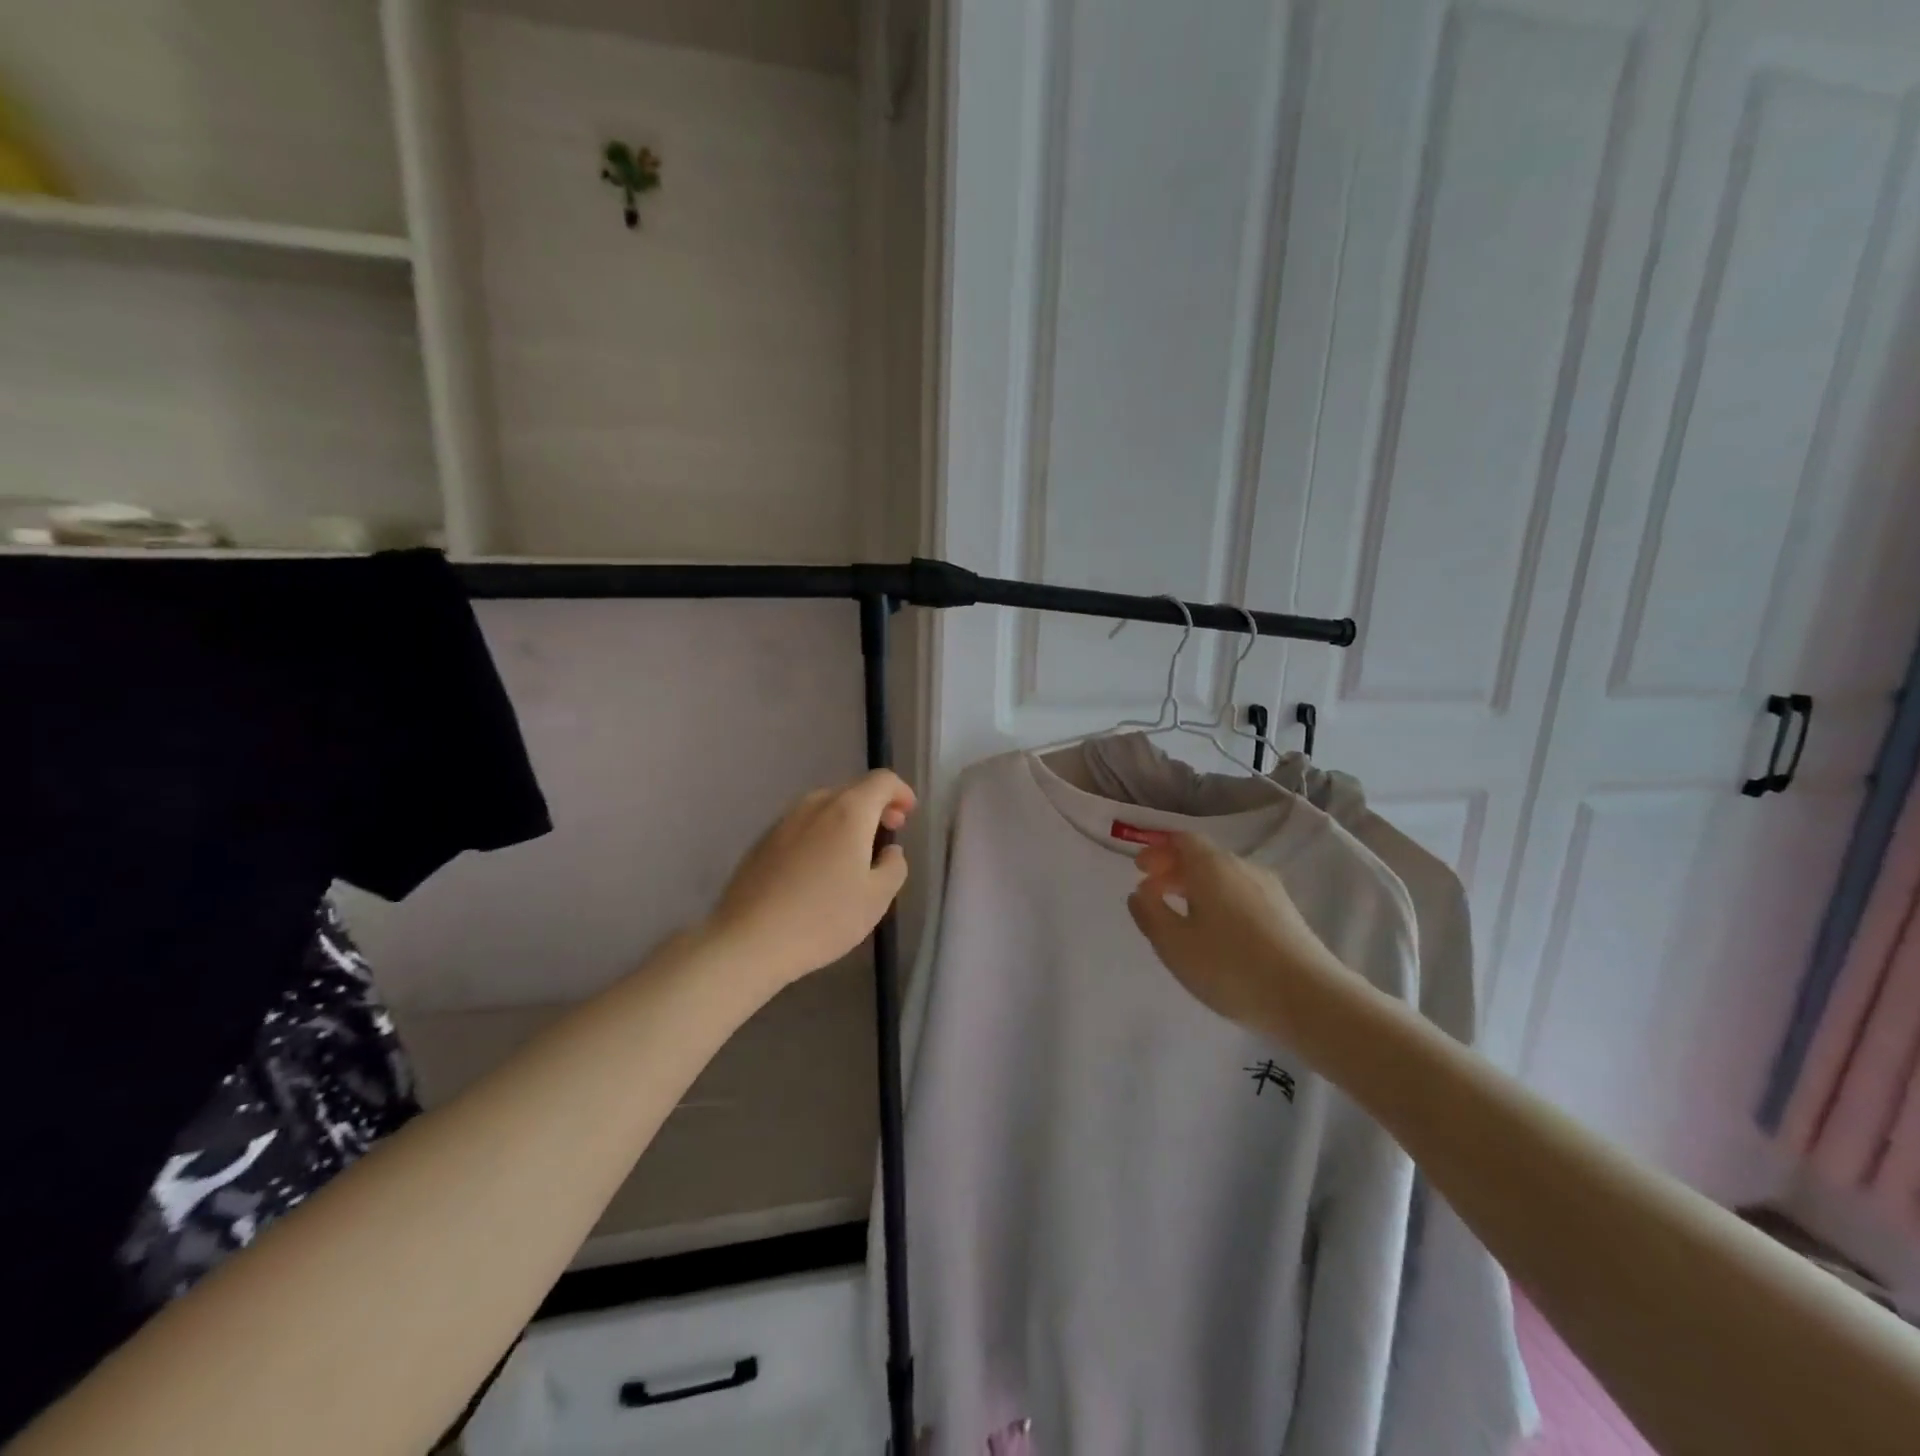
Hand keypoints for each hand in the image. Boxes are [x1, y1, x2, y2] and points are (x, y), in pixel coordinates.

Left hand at [706, 769, 916, 989]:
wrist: (749, 941)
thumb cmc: (823, 918)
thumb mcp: (877, 898)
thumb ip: (894, 866)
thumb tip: (889, 850)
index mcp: (848, 811)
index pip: (882, 780)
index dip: (900, 792)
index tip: (908, 814)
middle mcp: (814, 805)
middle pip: (852, 790)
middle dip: (875, 806)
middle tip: (887, 834)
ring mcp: (784, 821)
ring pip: (824, 807)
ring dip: (846, 820)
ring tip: (854, 853)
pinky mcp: (762, 841)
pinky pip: (802, 825)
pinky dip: (820, 833)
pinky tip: (819, 868)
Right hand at [1126, 832, 1354, 1039]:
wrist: (1310, 998)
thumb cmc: (1230, 966)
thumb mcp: (1174, 944)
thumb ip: (1150, 913)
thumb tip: (1140, 893)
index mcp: (1211, 866)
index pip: (1182, 840)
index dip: (1158, 851)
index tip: (1140, 870)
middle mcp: (1242, 867)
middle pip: (1203, 857)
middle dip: (1174, 870)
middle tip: (1152, 893)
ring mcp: (1270, 890)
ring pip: (1224, 877)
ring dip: (1197, 888)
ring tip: (1182, 916)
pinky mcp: (1287, 914)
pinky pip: (1242, 895)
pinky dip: (1220, 902)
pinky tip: (1217, 933)